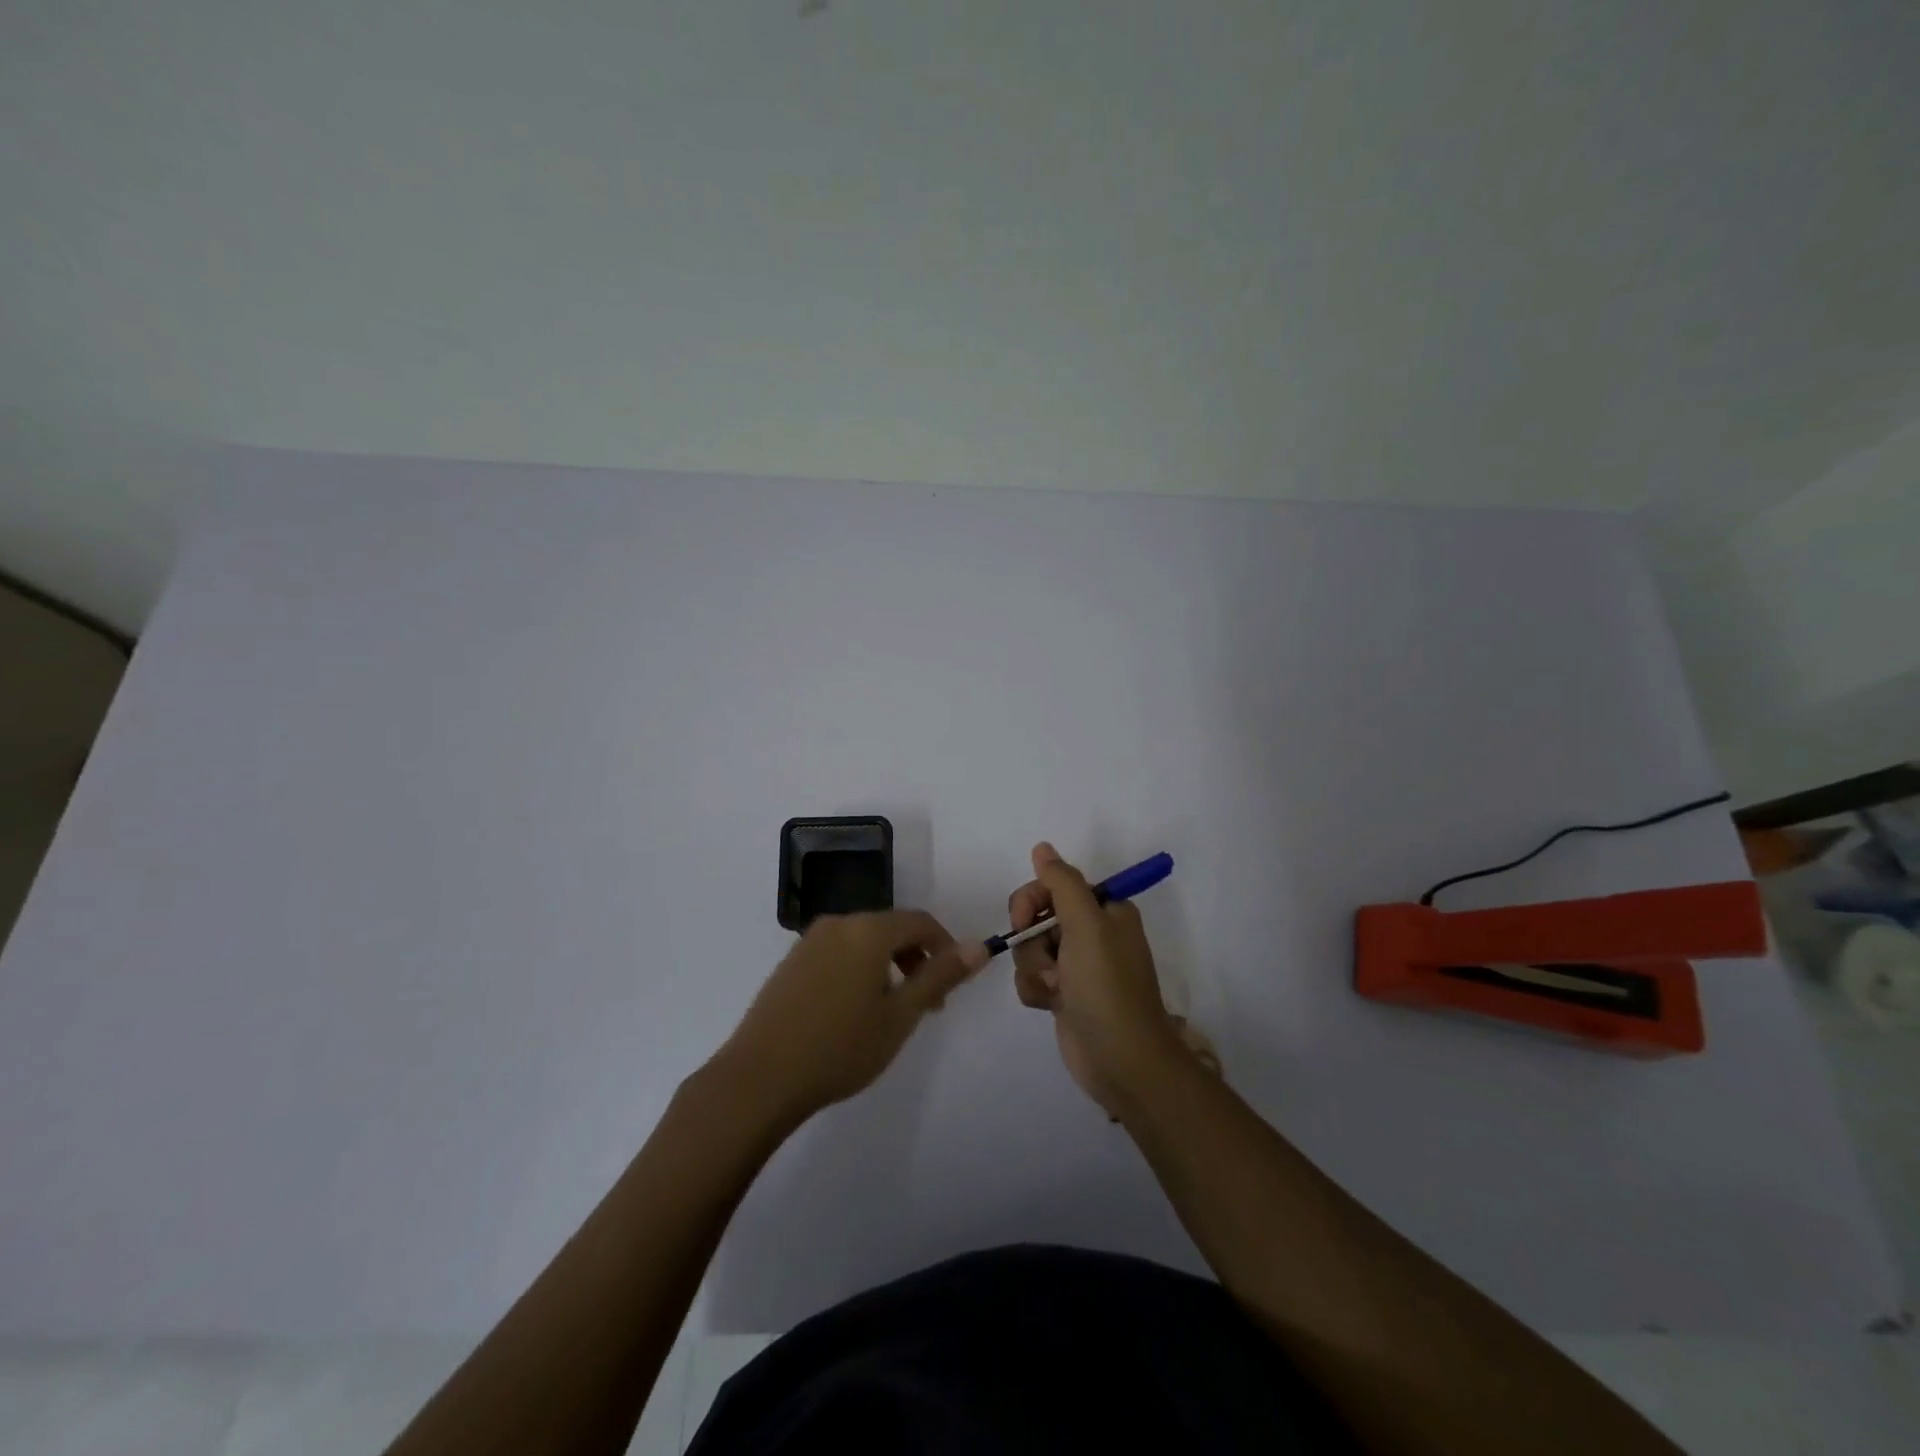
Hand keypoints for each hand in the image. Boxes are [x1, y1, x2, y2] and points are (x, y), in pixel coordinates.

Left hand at [715, 911, 989, 1125]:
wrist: (759, 1078)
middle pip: (891, 928)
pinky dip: (859, 970)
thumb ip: (940, 976)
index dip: (945, 947)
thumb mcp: (900, 1016)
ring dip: (888, 966)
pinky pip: (839, 953)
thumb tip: (979, 946)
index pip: (920, 922)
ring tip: (892, 1012)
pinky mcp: (791, 962)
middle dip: (917, 959)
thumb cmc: (840, 1048)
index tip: (953, 985)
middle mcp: (839, 924)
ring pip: (864, 942)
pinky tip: (853, 1012)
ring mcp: (810, 941)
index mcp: (868, 930)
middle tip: (927, 1005)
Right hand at [1011, 843, 1184, 1113]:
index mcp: (1106, 910)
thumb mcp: (1086, 925)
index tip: (1022, 920)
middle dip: (1033, 941)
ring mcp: (1077, 966)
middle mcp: (1092, 933)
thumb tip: (1042, 847)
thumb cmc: (1107, 986)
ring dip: (1035, 969)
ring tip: (1056, 990)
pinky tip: (1051, 1005)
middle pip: (1037, 917)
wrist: (1121, 1061)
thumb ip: (1061, 882)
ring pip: (1030, 949)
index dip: (1032, 900)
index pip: (1054, 885)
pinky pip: (1033, 977)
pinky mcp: (1065, 995)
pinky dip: (1036, 989)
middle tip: (1049, 962)